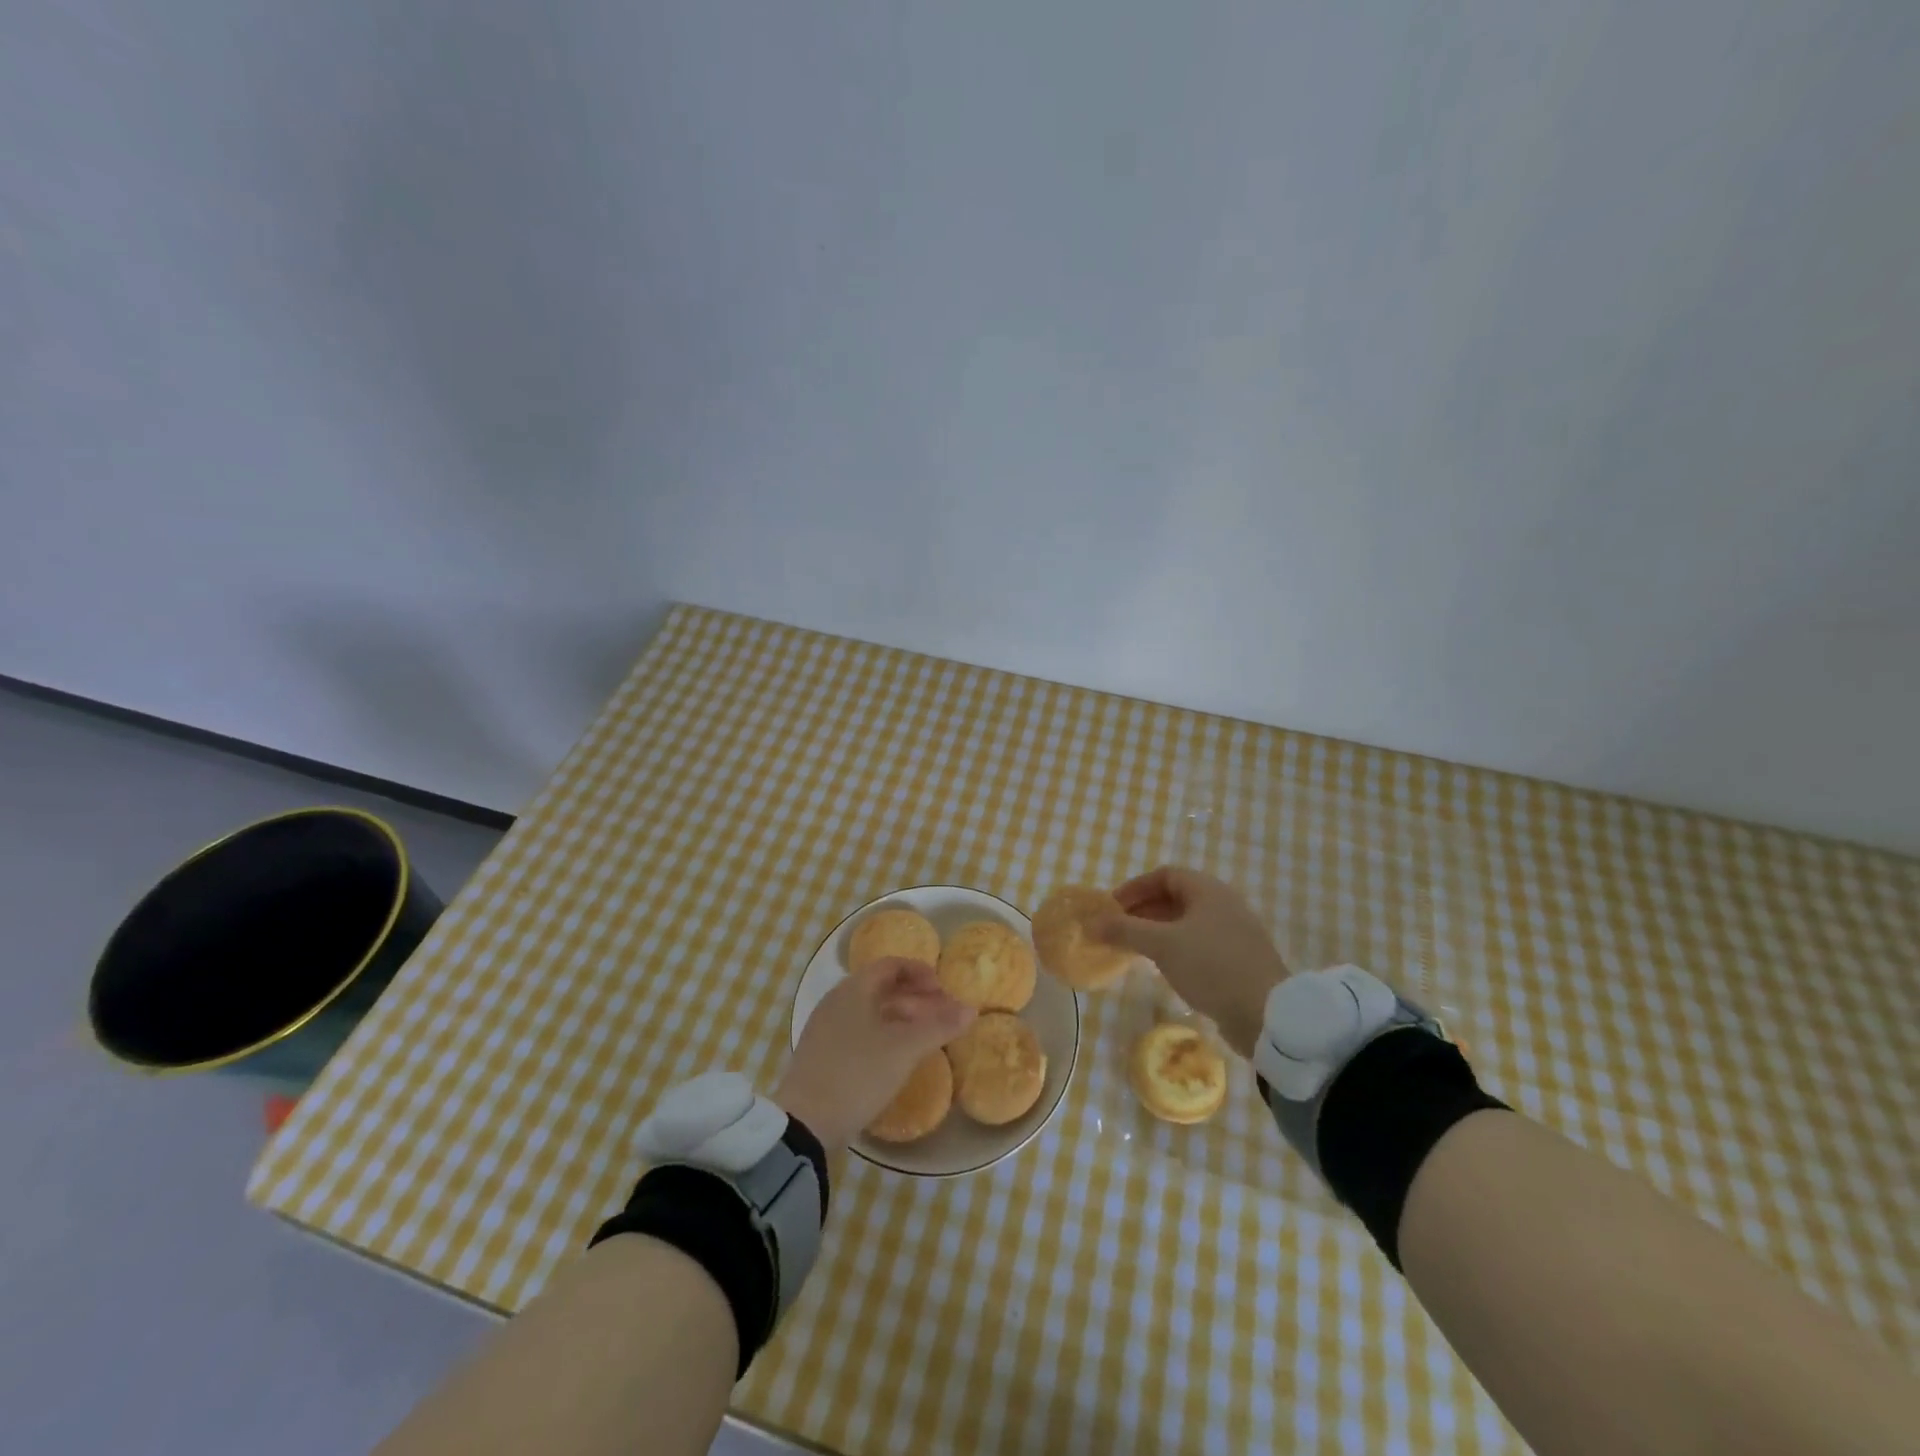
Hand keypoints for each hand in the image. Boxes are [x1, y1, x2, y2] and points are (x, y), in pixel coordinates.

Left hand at [773, 958, 974, 1147]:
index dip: (919, 972)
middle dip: (917, 999)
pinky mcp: (823, 1056)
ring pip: (872, 1013)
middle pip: (882, 989)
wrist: (804, 1125)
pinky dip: (886, 1037)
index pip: (890, 965)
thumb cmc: (857, 1074)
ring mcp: (827, 1030)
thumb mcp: (904, 1049)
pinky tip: (900, 1060)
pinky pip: (861, 1033)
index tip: (943, 989)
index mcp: (854, 989)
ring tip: (928, 1039)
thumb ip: (939, 1026)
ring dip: (903, 1020)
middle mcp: (837, 1002)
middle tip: (944, 1017)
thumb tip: (971, 1009)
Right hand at [1092, 866, 1287, 1057]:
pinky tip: (1163, 966)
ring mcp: (1234, 931)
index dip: (1135, 887)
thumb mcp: (1161, 945)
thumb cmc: (1211, 966)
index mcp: (1208, 889)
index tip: (1111, 907)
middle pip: (1175, 897)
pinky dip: (1175, 947)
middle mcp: (1223, 903)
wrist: (1267, 1014)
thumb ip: (1124, 930)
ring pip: (1186, 922)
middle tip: (1117, 928)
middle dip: (1143, 910)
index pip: (1164, 875)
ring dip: (1157, 930)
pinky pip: (1199, 942)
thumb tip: (1090, 923)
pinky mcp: (1239, 958)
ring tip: (1134, 948)